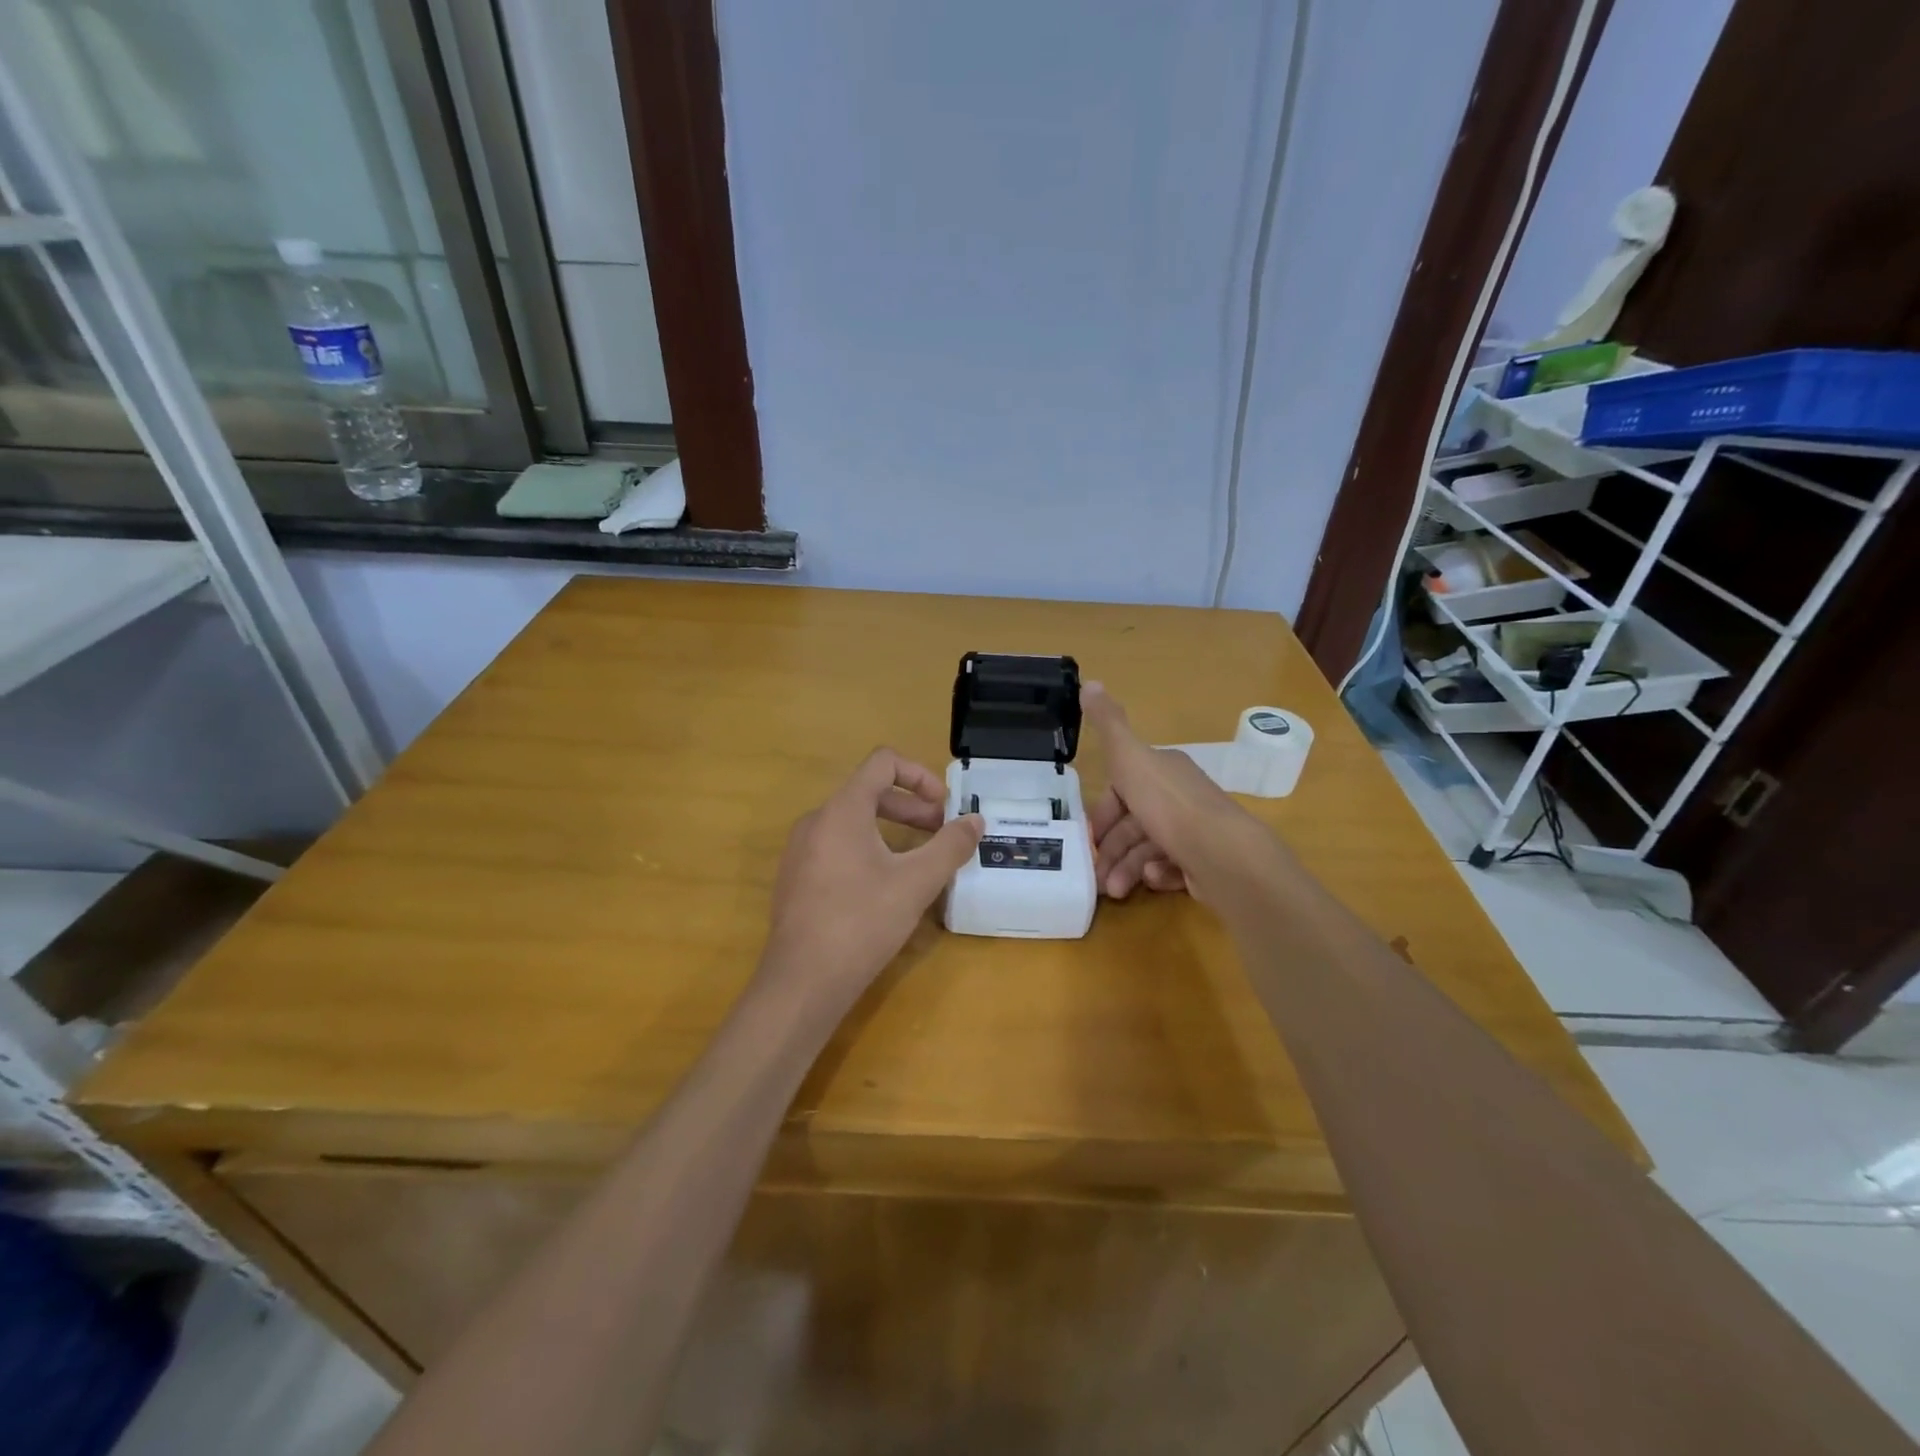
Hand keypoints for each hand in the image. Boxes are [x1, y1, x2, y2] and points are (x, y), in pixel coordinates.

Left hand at [762, 749, 983, 1008]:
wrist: (802, 982)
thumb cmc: (862, 922)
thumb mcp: (916, 882)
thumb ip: (950, 846)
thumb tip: (975, 821)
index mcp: (842, 810)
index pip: (883, 763)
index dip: (920, 775)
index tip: (944, 805)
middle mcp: (816, 820)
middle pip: (869, 793)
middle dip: (912, 808)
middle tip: (941, 835)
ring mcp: (801, 850)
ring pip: (854, 822)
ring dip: (893, 830)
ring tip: (920, 861)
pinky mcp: (797, 878)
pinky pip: (838, 846)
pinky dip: (869, 850)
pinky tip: (886, 887)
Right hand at [1083, 682, 1284, 902]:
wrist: (1221, 854)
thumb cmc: (1168, 805)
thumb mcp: (1130, 758)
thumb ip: (1108, 725)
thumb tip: (1090, 682)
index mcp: (1164, 772)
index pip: (1124, 789)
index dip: (1103, 811)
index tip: (1089, 835)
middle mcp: (1181, 798)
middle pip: (1134, 823)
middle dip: (1112, 849)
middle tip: (1096, 875)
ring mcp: (1196, 833)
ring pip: (1148, 849)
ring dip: (1127, 868)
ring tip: (1115, 890)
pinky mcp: (1205, 864)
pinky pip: (1172, 868)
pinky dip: (1157, 875)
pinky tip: (1151, 881)